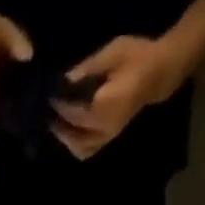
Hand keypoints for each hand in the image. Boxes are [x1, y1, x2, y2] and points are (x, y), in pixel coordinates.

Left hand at [51, 36, 186, 159]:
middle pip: (73, 134)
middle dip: (58, 123)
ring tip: (55, 121)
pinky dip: (75, 143)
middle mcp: (105, 128)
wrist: (157, 73)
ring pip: (79, 148)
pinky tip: (68, 130)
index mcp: (106, 107)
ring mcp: (108, 136)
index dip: (59, 104)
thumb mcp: (111, 54)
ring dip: (65, 137)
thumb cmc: (136, 57)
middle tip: (47, 109)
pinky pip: (87, 150)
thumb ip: (86, 70)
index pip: (74, 112)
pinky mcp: (108, 139)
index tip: (48, 94)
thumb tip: (64, 81)